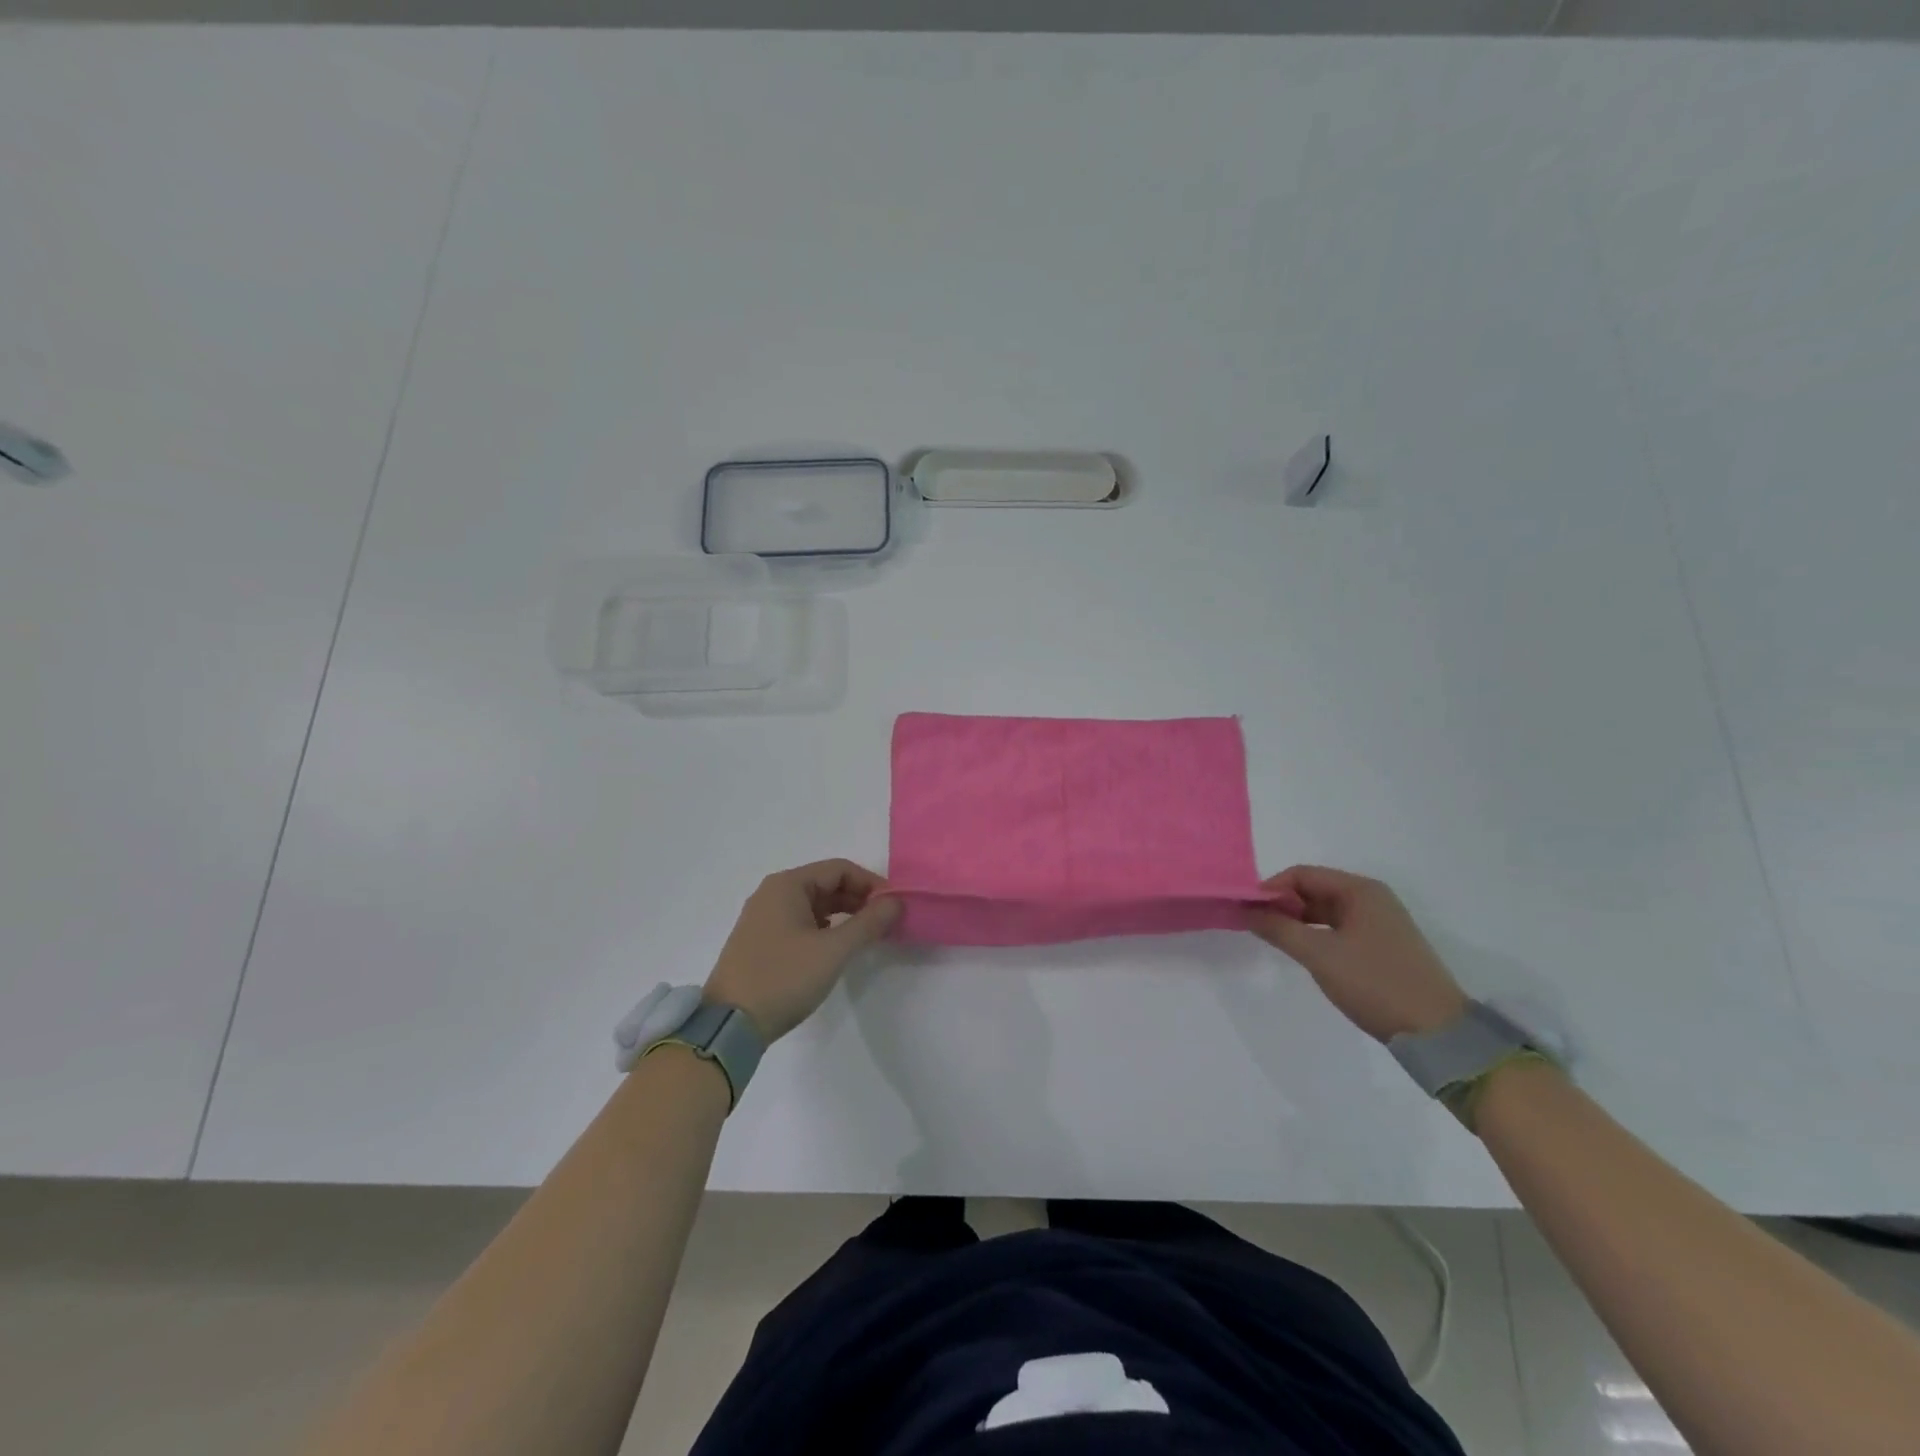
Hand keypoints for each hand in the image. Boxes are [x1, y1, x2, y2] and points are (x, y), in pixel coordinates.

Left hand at [703, 859, 899, 1041]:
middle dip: (859, 900)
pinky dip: (824, 929)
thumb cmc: (784, 978)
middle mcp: (773, 893)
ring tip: (867, 937)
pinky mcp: (760, 941)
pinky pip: (800, 922)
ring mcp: (763, 918)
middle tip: (886, 923)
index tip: (894, 906)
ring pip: (814, 905)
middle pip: (826, 884)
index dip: (871, 884)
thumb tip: (896, 902)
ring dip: (843, 915)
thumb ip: (868, 923)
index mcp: (787, 885)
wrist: (729, 1025)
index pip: (840, 869)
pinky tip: (837, 949)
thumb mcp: (833, 950)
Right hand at [1248, 865, 1467, 1042]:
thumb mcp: (1319, 954)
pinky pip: (1338, 929)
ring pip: (1325, 911)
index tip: (1247, 911)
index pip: (1302, 874)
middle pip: (1313, 890)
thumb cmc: (1375, 983)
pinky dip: (1315, 935)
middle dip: (1282, 904)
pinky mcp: (1382, 946)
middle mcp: (1371, 899)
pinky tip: (1302, 953)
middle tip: (1255, 927)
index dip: (1271, 889)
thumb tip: (1246, 910)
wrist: (1437, 1032)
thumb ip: (1278, 928)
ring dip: (1297, 921)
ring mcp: (1379, 923)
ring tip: (1274, 940)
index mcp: (1360, 890)